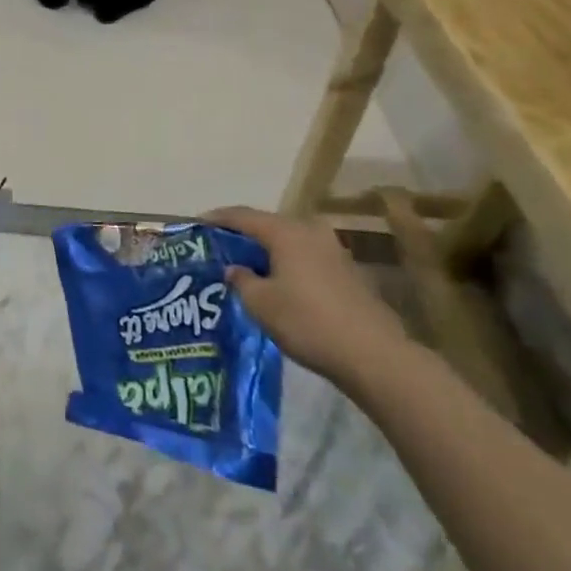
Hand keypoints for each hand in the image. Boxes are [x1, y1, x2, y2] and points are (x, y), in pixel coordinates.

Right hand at [203, 205, 407, 384]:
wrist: (374, 355)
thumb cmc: (308, 322)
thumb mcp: (261, 304)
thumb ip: (241, 280)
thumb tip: (234, 269)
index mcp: (285, 231)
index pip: (242, 215)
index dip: (217, 219)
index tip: (197, 225)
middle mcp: (310, 231)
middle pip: (267, 225)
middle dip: (242, 236)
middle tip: (219, 248)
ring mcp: (332, 250)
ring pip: (288, 242)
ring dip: (266, 252)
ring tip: (245, 266)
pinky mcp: (347, 272)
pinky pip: (305, 258)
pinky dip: (286, 264)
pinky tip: (277, 283)